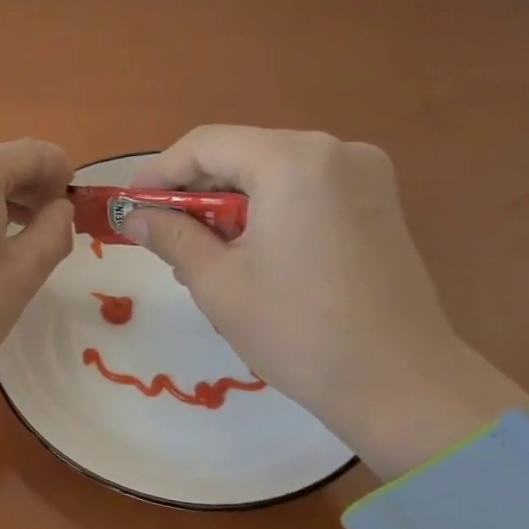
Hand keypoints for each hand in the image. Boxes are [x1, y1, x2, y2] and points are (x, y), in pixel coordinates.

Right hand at [126, 127, 526, 476]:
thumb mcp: (217, 281)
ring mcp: (364, 175)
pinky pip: (301, 189)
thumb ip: (170, 236)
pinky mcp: (376, 203)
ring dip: (226, 204)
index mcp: (294, 161)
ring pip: (269, 172)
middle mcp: (335, 151)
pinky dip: (264, 211)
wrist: (399, 383)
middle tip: (160, 235)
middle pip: (240, 153)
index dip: (158, 173)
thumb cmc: (296, 330)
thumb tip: (132, 216)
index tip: (128, 207)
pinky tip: (246, 253)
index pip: (206, 144)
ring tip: (199, 254)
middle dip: (193, 191)